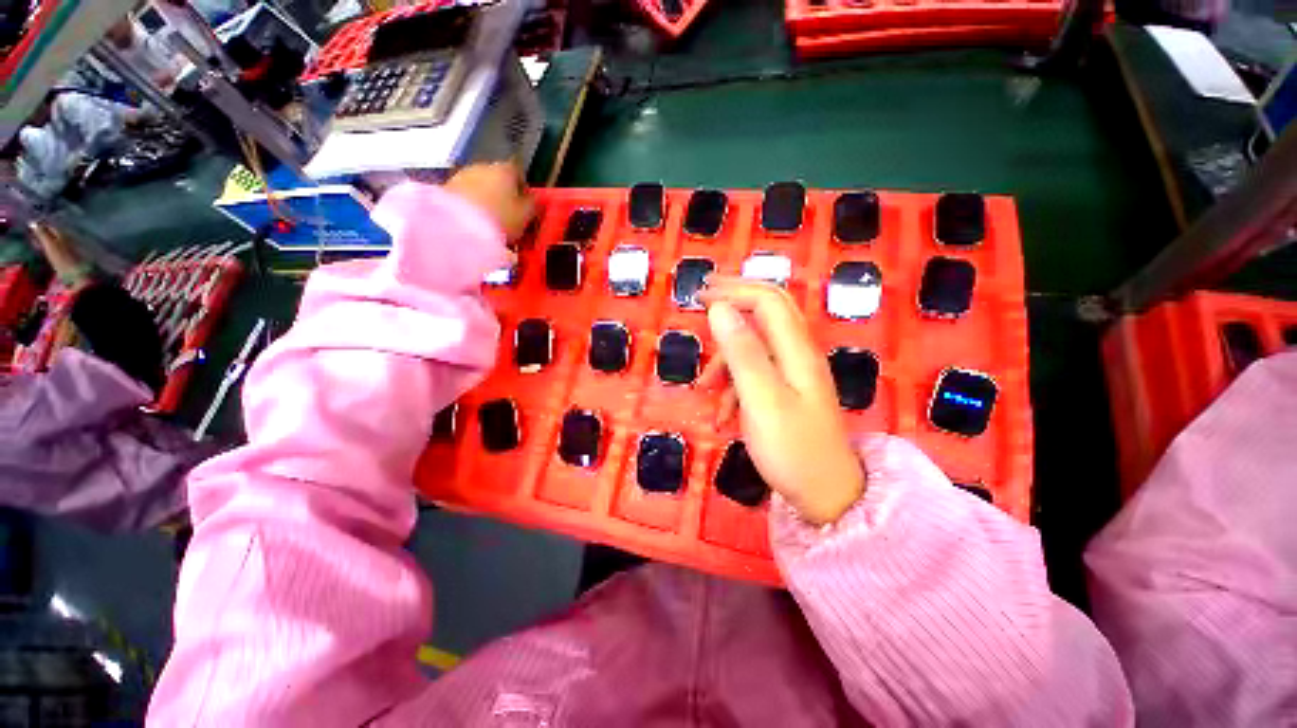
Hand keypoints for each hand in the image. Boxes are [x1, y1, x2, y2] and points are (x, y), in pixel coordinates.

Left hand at [443, 162, 534, 240]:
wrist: (456, 226)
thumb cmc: (499, 219)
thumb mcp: (526, 216)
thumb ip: (534, 205)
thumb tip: (536, 199)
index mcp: (506, 169)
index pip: (520, 173)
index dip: (525, 190)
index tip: (527, 206)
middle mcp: (483, 166)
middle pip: (498, 178)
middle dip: (505, 195)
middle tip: (511, 217)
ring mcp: (462, 175)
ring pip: (481, 186)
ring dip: (487, 200)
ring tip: (493, 224)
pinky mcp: (446, 189)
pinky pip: (466, 196)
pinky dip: (473, 207)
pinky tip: (477, 224)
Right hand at [699, 278, 864, 524]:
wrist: (826, 496)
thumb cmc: (792, 449)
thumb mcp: (761, 399)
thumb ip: (742, 352)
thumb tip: (719, 308)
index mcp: (796, 350)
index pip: (766, 300)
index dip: (733, 290)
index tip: (699, 295)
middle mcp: (797, 355)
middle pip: (766, 312)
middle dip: (732, 302)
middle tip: (701, 300)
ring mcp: (793, 374)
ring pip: (754, 348)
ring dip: (725, 361)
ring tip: (703, 389)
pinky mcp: (786, 393)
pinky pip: (754, 376)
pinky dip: (733, 387)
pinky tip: (721, 415)